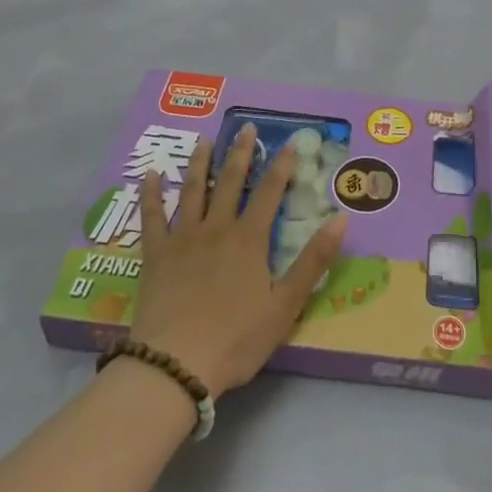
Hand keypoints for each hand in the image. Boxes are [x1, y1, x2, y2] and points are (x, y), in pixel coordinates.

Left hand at [130, 125, 347, 398]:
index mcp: (249, 240)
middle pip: (231, 182)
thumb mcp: (285, 305)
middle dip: (241, 153)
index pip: (270, 193)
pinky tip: (150, 175)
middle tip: (246, 127)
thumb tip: (341, 219)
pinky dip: (151, 194)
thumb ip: (313, 261)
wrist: (175, 364)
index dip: (282, 166)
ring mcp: (182, 239)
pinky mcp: (155, 255)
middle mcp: (216, 229)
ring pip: (192, 190)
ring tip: (204, 141)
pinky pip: (151, 217)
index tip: (290, 143)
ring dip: (200, 163)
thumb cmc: (236, 338)